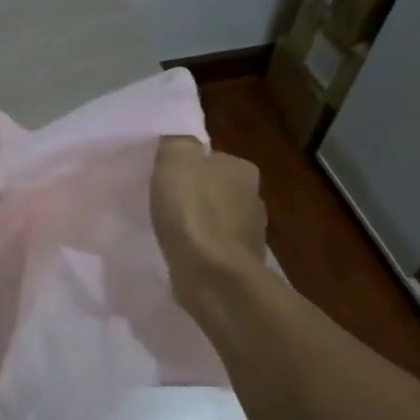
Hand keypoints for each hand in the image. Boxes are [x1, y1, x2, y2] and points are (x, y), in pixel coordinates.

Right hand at [151, 136, 265, 301]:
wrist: (213, 276)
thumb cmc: (193, 213)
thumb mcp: (176, 161)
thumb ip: (177, 143)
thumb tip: (180, 144)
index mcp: (242, 169)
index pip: (212, 160)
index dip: (187, 169)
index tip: (166, 181)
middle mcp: (254, 197)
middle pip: (216, 190)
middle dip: (195, 198)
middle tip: (165, 207)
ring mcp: (251, 234)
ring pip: (217, 222)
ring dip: (199, 227)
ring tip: (171, 235)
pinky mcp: (240, 264)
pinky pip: (215, 250)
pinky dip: (201, 251)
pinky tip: (183, 257)